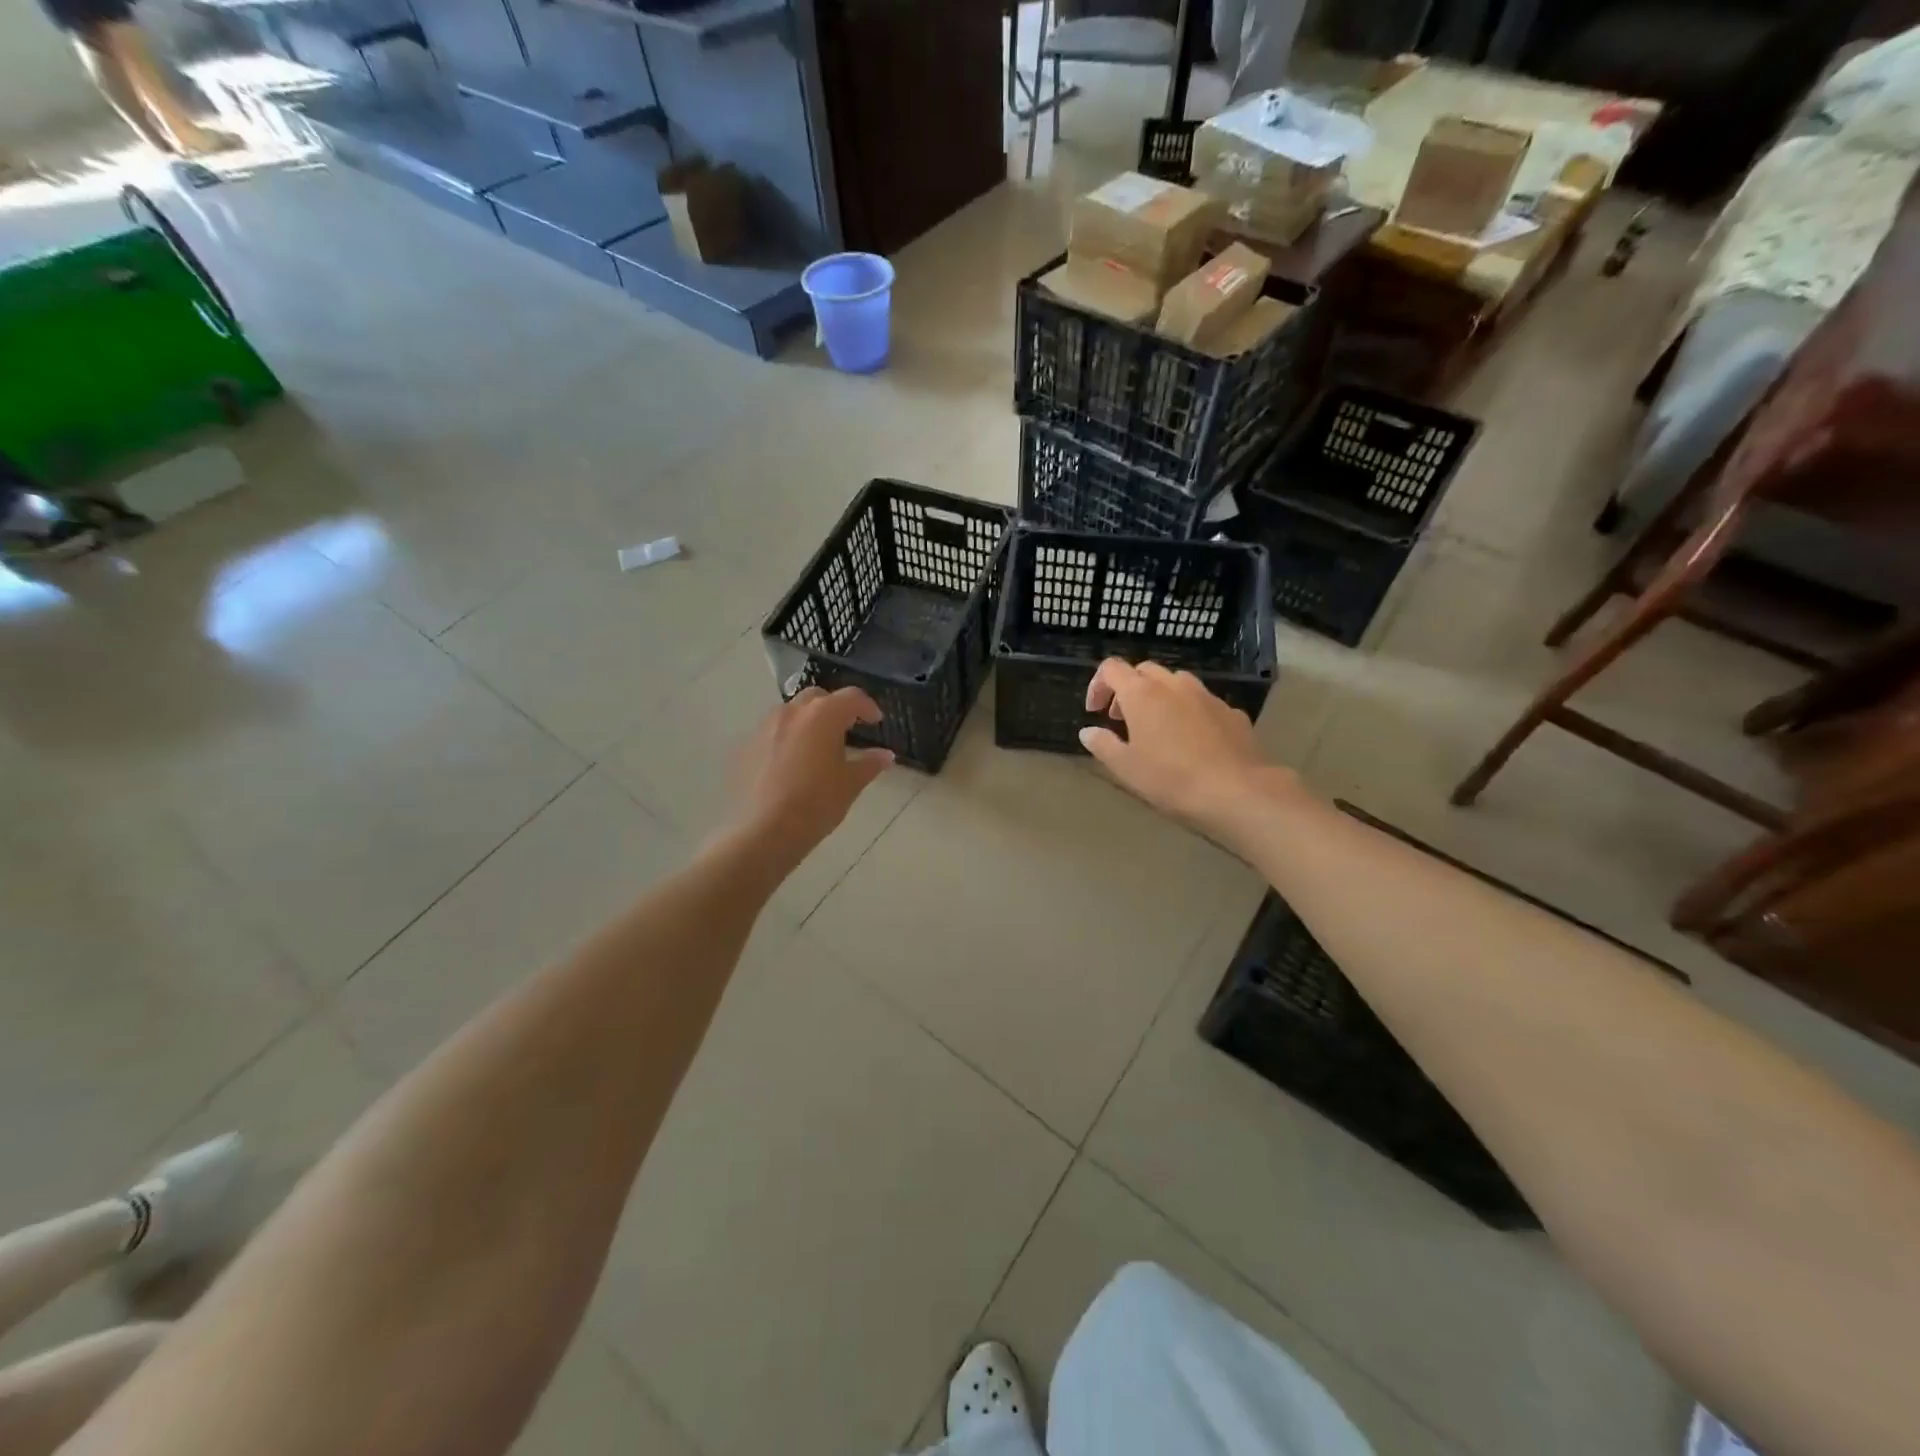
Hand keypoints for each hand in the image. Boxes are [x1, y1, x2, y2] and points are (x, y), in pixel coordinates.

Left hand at [723, 687, 893, 870]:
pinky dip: (787, 739)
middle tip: (846, 729)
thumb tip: (886, 755)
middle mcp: (792, 712)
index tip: (875, 721)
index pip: (851, 697)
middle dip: (834, 708)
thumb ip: (870, 764)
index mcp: (823, 715)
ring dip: (808, 721)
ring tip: (817, 746)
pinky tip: (792, 765)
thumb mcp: (850, 785)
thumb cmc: (816, 804)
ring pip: (791, 713)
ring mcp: (765, 727)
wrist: (763, 831)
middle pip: (818, 698)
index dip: (867, 707)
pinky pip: (772, 733)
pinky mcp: (746, 746)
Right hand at [1080, 659, 1283, 831]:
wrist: (1237, 790)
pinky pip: (1201, 701)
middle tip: (1122, 720)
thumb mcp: (1125, 767)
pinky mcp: (1231, 711)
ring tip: (1157, 728)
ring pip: (1176, 682)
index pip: (1111, 668)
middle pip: (1144, 671)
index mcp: (1142, 694)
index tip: (1095, 712)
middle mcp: (1173, 685)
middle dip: (1128, 689)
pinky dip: (1187, 711)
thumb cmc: (1171, 778)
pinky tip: (1191, 740)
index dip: (1098, 685)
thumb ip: (1103, 745)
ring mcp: (1206, 695)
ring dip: (1159, 696)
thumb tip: (1088, 732)